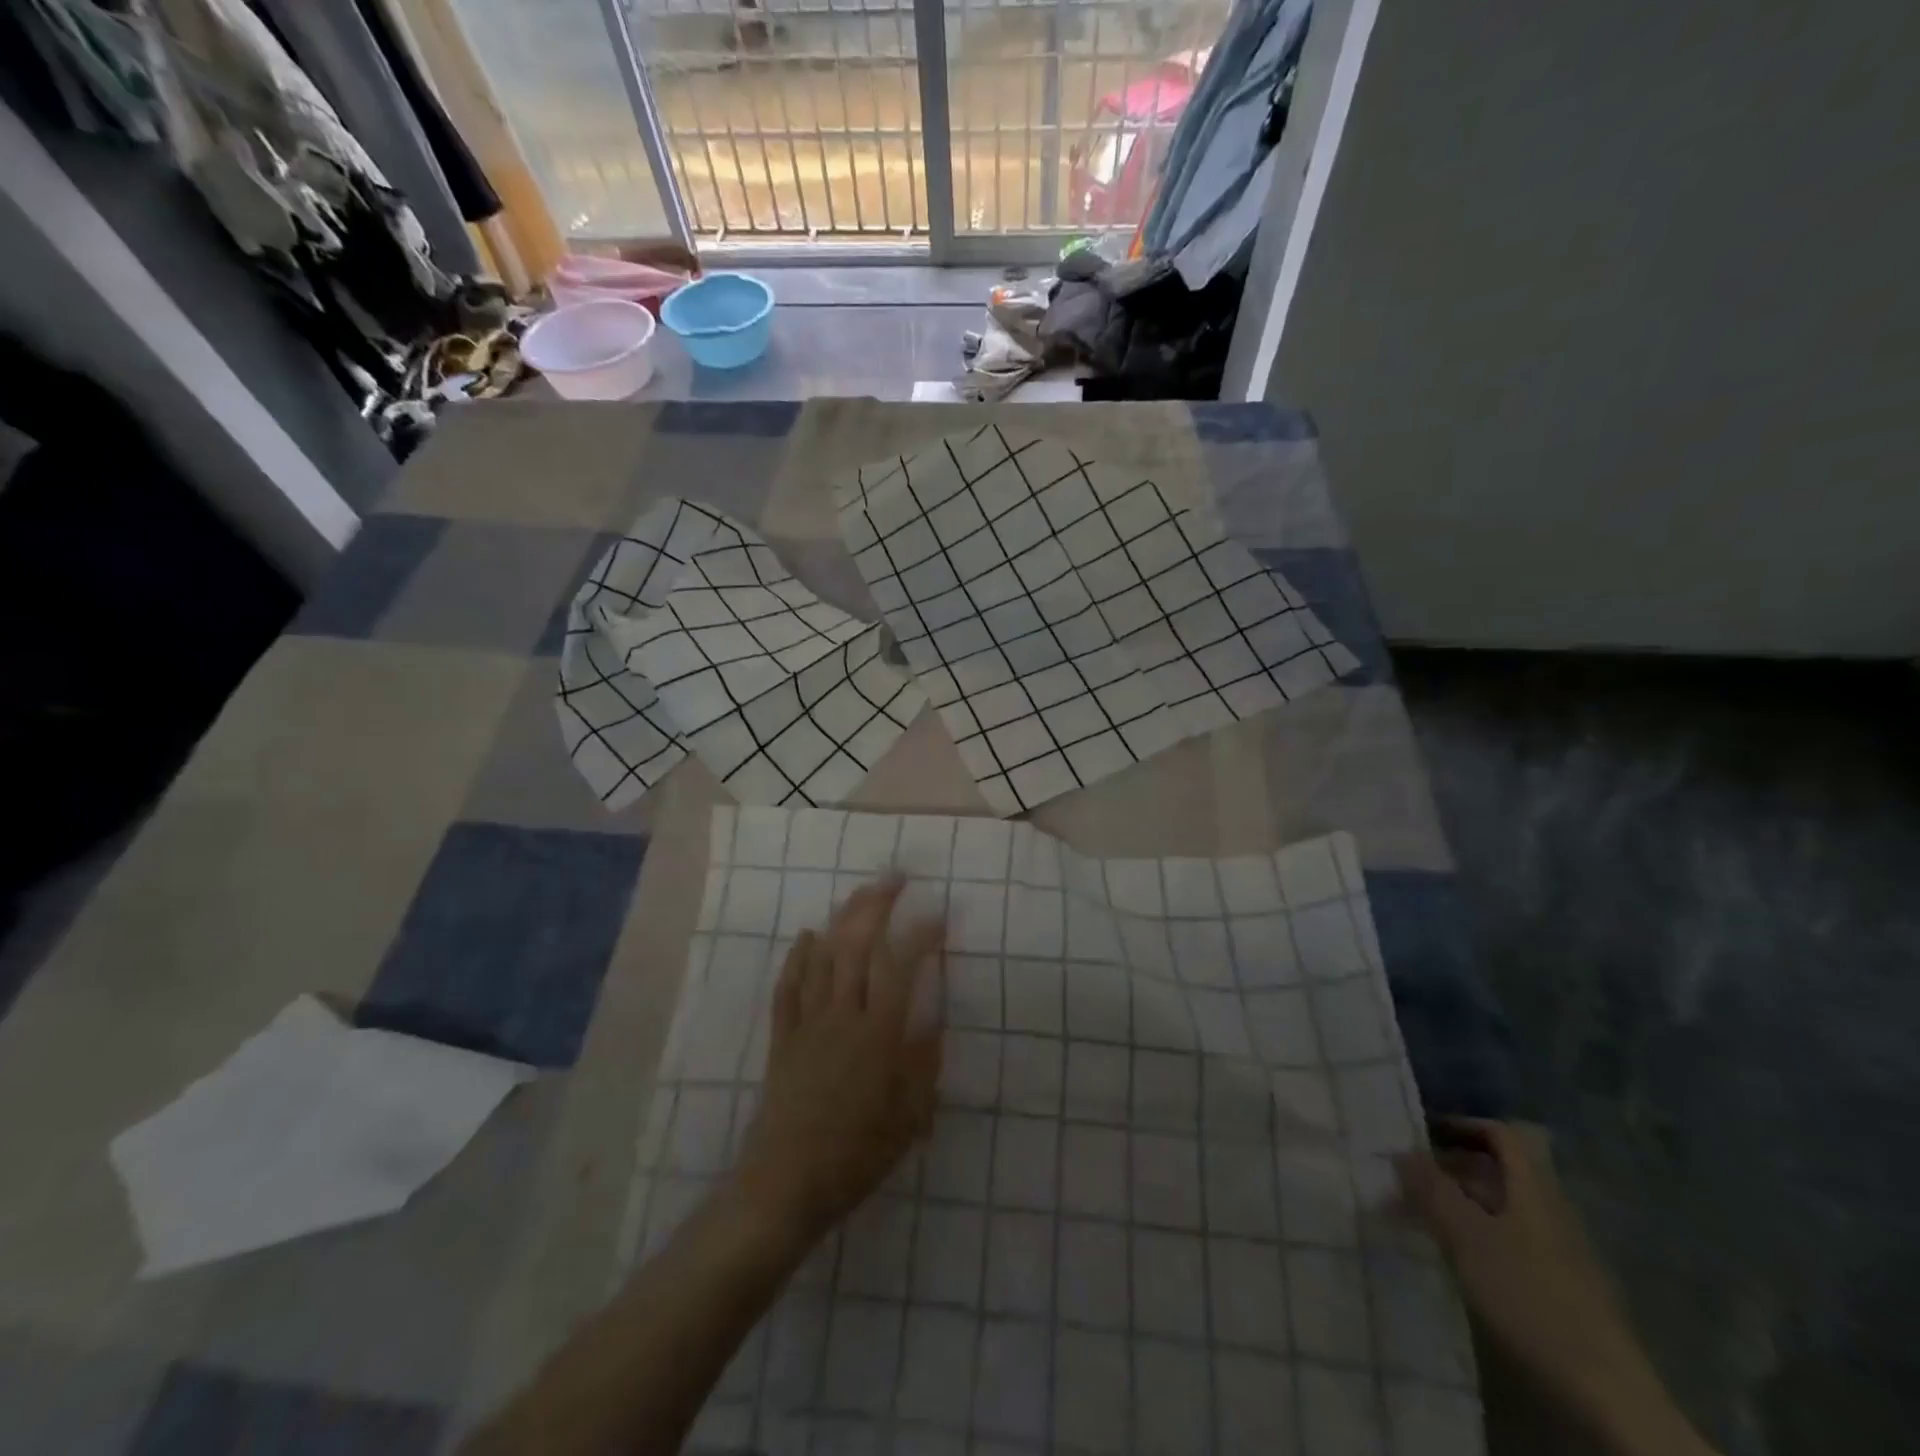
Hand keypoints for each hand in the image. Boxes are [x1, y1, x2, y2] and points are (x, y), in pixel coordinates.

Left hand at [731, 877, 943, 1249]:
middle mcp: (841, 1017)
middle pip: (856, 945)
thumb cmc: (856, 1155)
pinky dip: (798, 956)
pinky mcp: (783, 1036)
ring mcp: (807, 1022)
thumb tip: (935, 1012)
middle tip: (894, 877)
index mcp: (877, 1035)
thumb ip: (924, 1060)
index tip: (939, 914)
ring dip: (841, 918)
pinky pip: (788, 985)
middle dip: (876, 905)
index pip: (900, 967)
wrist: (785, 1185)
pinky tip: (807, 935)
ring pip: (822, 956)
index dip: (921, 935)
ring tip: (860, 894)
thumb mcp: (908, 1117)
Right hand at [1396, 1119, 1716, 1455]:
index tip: (1420, 1131)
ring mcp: (1558, 1254)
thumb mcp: (1468, 1237)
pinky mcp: (1558, 1290)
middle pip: (1498, 1172)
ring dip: (1457, 1204)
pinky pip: (1507, 1243)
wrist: (1607, 1397)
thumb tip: (1400, 1149)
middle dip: (1449, 1167)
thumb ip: (1431, 1189)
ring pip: (1500, 1209)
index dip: (1462, 1125)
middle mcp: (1550, 1212)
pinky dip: (1473, 1237)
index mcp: (1535, 1190)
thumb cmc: (1530, 1297)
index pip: (1501, 1135)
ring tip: (1415, 1215)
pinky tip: (1450, 1257)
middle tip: (1404, 1175)